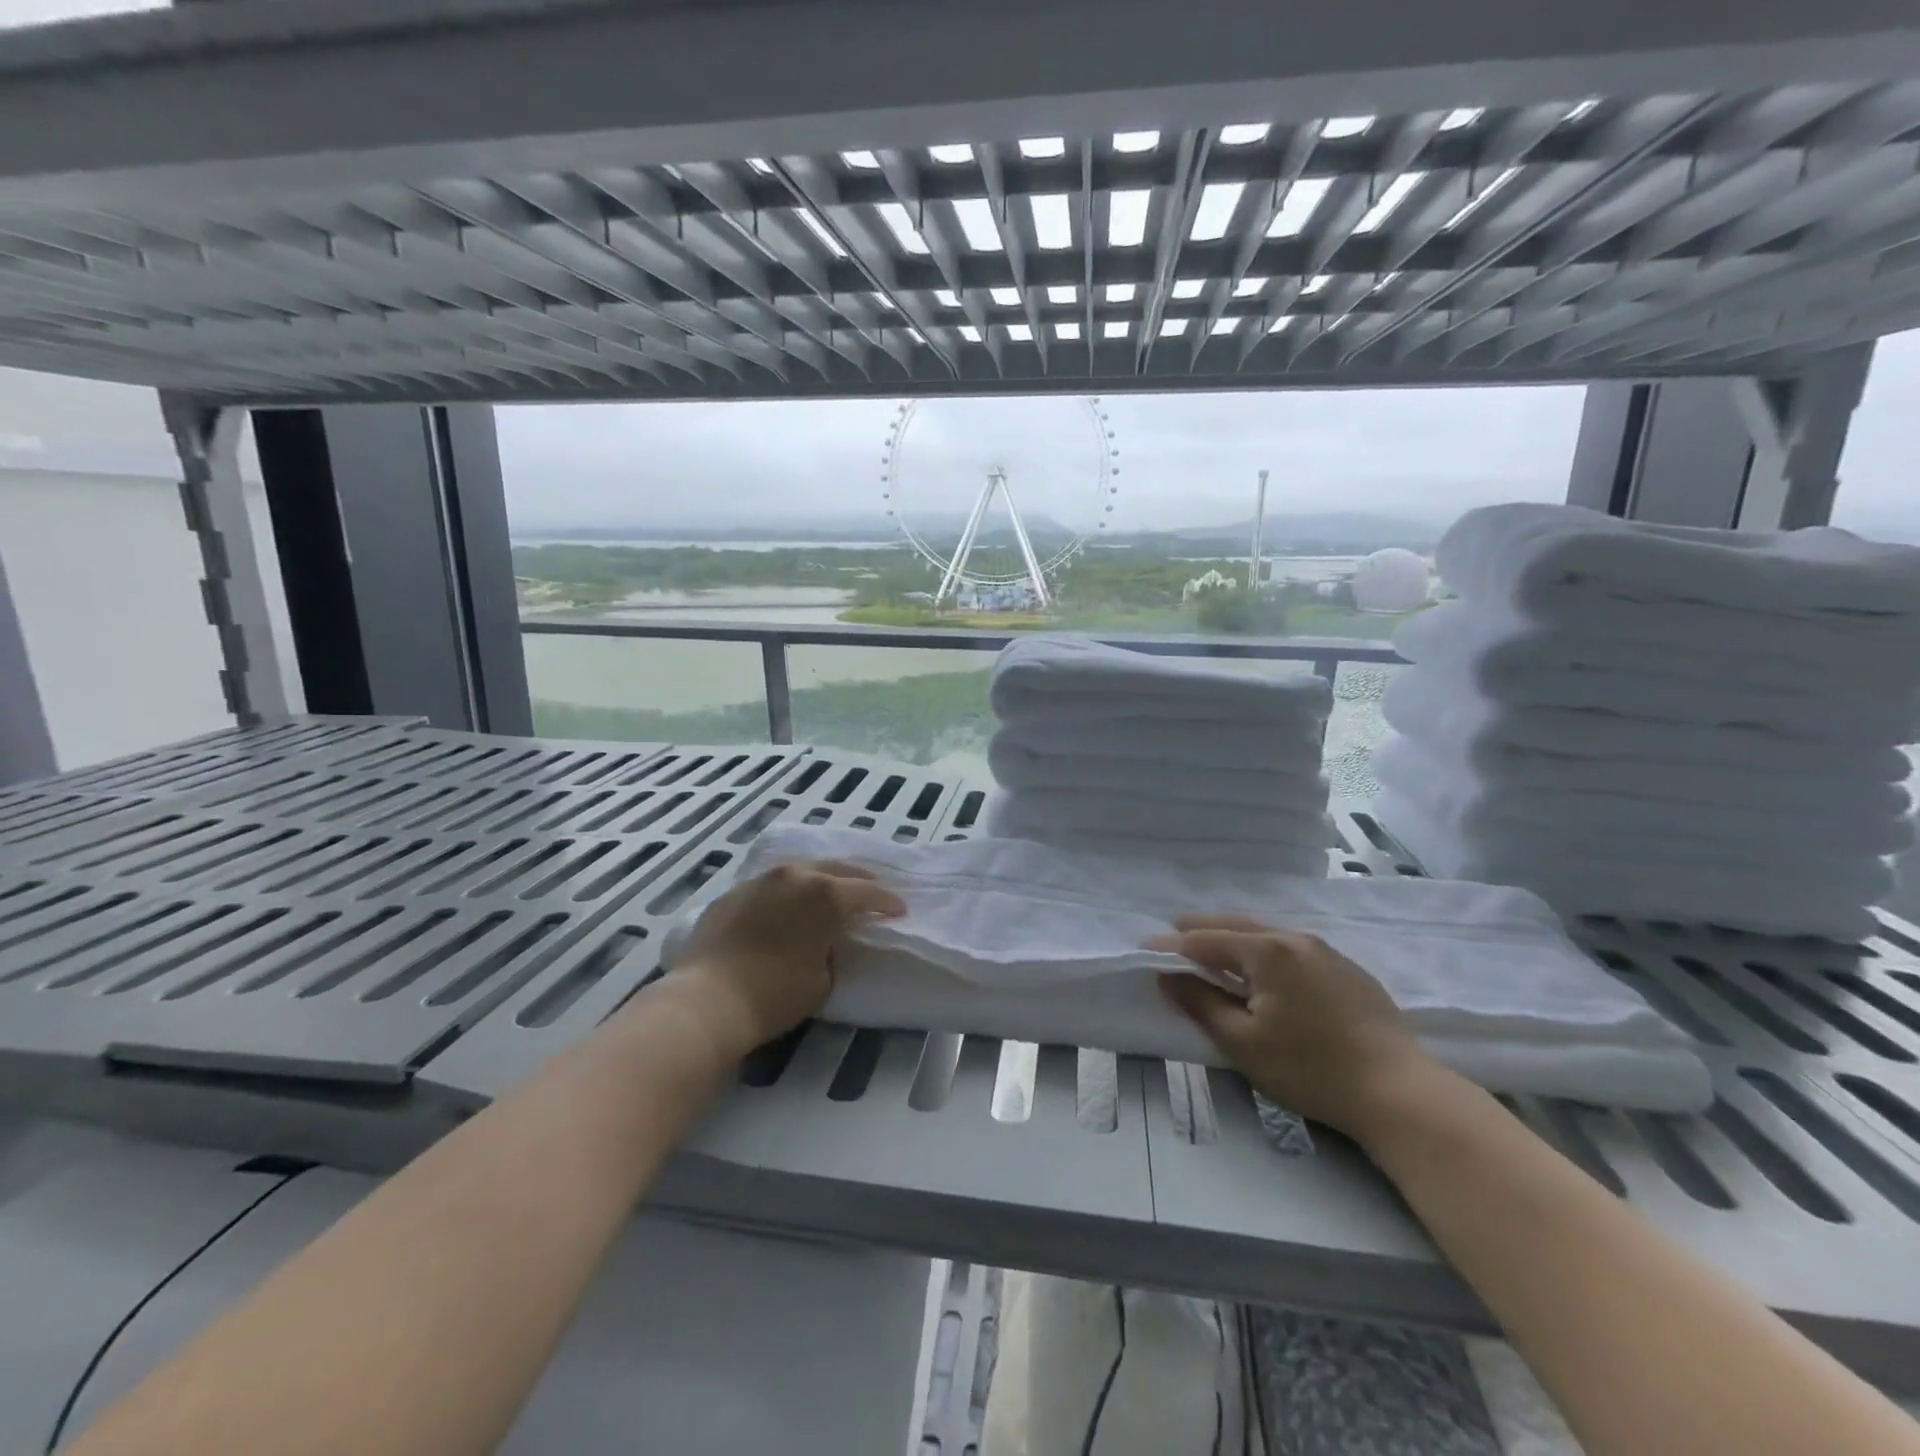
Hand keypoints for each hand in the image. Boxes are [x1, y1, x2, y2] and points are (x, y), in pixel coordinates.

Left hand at [669, 859, 904, 1053]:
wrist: (708, 1000)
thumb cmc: (776, 994)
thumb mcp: (823, 979)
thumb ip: (833, 950)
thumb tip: (826, 941)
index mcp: (825, 894)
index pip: (867, 893)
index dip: (887, 903)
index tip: (899, 911)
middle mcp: (795, 876)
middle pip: (836, 870)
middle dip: (858, 881)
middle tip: (871, 892)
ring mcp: (760, 881)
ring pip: (800, 870)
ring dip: (819, 880)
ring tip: (829, 892)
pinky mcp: (733, 893)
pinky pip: (769, 886)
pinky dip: (785, 893)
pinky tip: (785, 908)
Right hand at [1151, 913, 1435, 1142]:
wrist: (1400, 1093)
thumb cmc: (1311, 1068)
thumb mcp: (1243, 1042)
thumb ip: (1201, 1003)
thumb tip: (1168, 977)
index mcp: (1267, 951)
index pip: (1206, 940)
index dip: (1172, 945)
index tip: (1144, 948)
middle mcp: (1296, 939)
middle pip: (1237, 925)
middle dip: (1201, 928)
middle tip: (1172, 931)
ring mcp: (1327, 953)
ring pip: (1267, 934)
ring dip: (1234, 937)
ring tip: (1212, 947)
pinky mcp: (1349, 972)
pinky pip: (1293, 949)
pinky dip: (1264, 950)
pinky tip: (1263, 969)